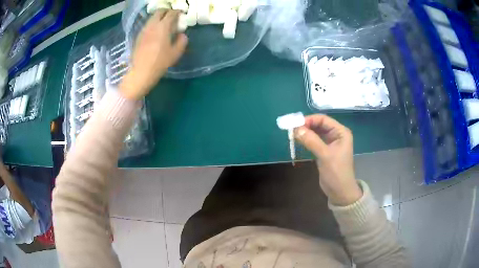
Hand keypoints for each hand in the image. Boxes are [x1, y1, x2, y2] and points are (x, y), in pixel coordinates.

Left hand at [120, 10, 187, 99]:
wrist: (141, 73)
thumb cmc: (160, 63)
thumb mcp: (176, 53)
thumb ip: (182, 41)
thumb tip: (181, 34)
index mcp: (163, 27)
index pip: (171, 13)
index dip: (177, 12)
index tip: (181, 15)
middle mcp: (152, 25)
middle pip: (159, 12)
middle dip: (167, 12)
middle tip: (172, 17)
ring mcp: (144, 30)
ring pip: (152, 18)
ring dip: (159, 18)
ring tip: (164, 25)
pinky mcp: (138, 37)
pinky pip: (147, 25)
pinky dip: (153, 25)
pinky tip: (155, 33)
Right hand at [295, 114, 361, 205]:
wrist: (340, 191)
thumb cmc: (336, 172)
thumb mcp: (325, 155)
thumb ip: (311, 141)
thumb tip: (296, 129)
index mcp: (341, 132)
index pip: (324, 119)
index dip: (309, 120)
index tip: (295, 124)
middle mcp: (336, 135)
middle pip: (319, 125)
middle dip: (306, 126)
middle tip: (292, 129)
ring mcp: (330, 143)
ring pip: (315, 132)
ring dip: (305, 132)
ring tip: (293, 135)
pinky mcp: (324, 151)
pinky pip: (314, 141)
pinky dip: (306, 140)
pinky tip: (298, 141)